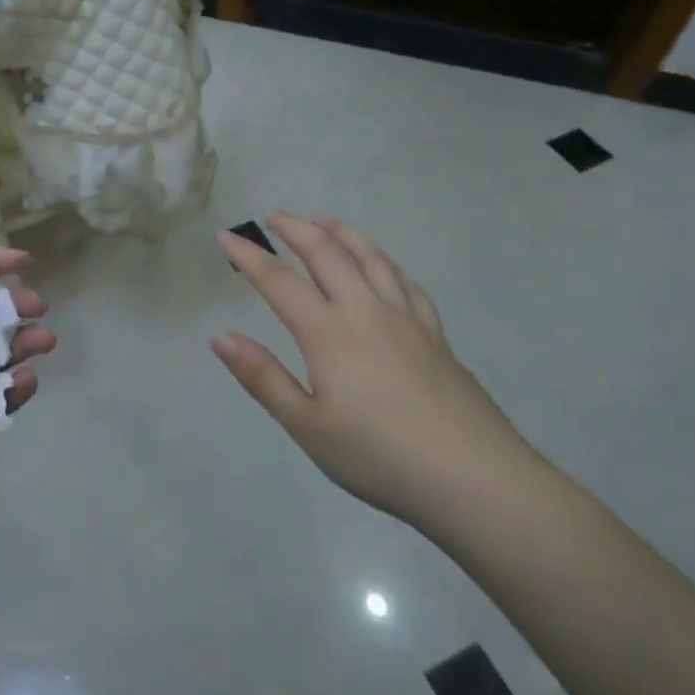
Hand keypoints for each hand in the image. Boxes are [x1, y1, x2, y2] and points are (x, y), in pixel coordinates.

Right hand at [213, 214, 537, 535]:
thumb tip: (221, 337)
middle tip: (274, 216)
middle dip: (296, 229)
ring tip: (324, 221)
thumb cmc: (379, 456)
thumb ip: (263, 378)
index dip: (249, 256)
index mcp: (329, 333)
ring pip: (370, 258)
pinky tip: (382, 267)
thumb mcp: (308, 426)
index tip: (225, 236)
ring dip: (342, 233)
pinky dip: (385, 263)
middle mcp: (366, 311)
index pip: (278, 281)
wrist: (474, 478)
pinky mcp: (435, 334)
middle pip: (327, 254)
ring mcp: (406, 319)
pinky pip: (405, 283)